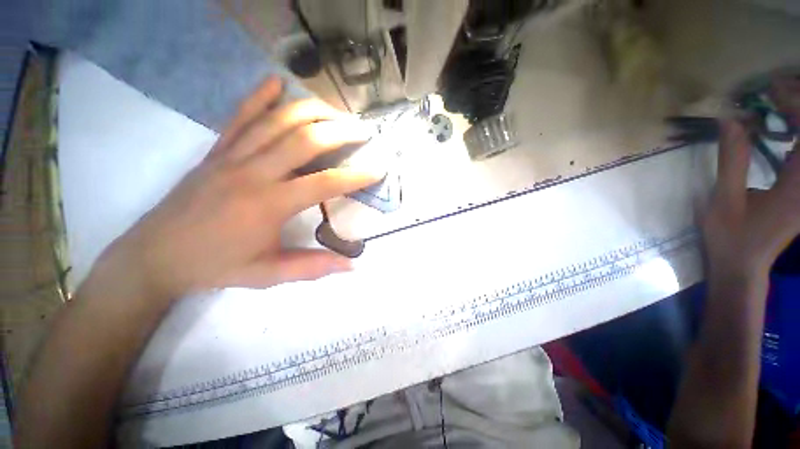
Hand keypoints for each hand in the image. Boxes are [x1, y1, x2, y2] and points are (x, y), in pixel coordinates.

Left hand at [95, 78, 378, 300]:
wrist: (155, 255)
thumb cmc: (215, 266)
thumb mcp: (268, 275)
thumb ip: (313, 267)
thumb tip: (351, 266)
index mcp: (268, 205)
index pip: (324, 183)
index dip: (356, 176)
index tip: (378, 168)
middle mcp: (253, 172)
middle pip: (305, 140)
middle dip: (340, 131)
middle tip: (365, 130)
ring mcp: (232, 156)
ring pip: (277, 121)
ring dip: (312, 111)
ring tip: (338, 112)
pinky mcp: (216, 150)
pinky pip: (240, 117)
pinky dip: (260, 96)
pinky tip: (277, 83)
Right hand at [702, 79, 799, 278]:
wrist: (742, 266)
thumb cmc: (731, 238)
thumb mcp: (725, 200)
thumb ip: (732, 159)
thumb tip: (731, 119)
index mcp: (798, 187)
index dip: (795, 105)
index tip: (770, 91)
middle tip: (776, 90)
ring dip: (799, 117)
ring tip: (779, 101)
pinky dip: (796, 134)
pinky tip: (783, 127)